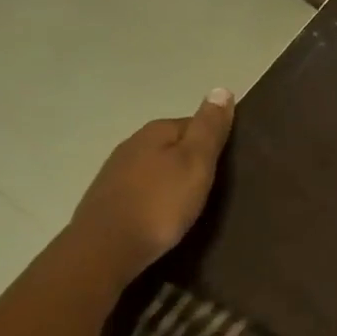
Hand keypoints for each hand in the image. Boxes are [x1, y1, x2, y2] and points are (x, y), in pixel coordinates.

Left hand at [67, 89, 233, 283]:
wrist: (108, 247)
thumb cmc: (160, 204)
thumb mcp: (195, 164)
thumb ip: (209, 129)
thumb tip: (221, 88)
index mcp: (156, 131)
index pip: (192, 123)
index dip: (213, 142)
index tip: (229, 165)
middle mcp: (132, 144)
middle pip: (171, 145)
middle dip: (191, 161)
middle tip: (214, 188)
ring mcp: (115, 172)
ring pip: (154, 168)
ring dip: (171, 181)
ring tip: (190, 204)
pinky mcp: (108, 199)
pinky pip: (141, 190)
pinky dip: (154, 198)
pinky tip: (162, 216)